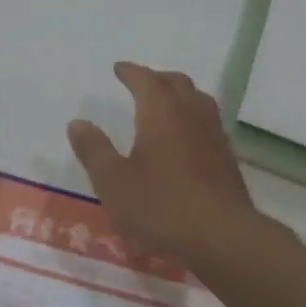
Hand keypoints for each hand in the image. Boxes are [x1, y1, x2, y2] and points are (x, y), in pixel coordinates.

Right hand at [67, 62, 257, 266]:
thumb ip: (94, 151)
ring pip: (198, 100)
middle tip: (141, 82)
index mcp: (161, 113)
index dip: (131, 72)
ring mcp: (214, 136)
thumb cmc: (162, 207)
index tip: (118, 69)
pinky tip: (186, 138)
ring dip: (179, 94)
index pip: (146, 80)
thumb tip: (78, 123)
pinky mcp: (227, 158)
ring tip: (166, 104)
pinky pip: (208, 122)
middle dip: (157, 78)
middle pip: (177, 83)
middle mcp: (191, 115)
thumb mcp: (114, 182)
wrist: (224, 238)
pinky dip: (192, 117)